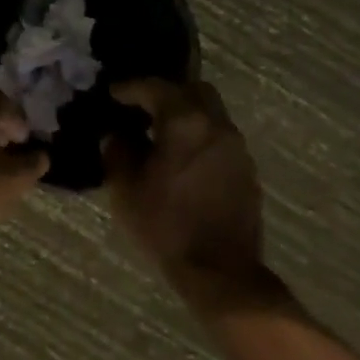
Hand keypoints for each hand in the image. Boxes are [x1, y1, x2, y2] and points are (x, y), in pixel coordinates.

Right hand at [105, 79, 272, 306]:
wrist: (221, 272)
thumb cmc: (166, 225)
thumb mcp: (126, 188)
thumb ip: (118, 151)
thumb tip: (118, 135)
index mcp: (184, 122)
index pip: (154, 88)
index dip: (130, 88)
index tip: (113, 94)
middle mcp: (215, 125)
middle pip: (193, 90)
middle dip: (166, 93)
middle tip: (144, 109)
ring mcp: (236, 147)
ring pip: (210, 113)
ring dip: (187, 115)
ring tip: (163, 135)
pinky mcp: (246, 170)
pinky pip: (219, 138)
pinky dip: (200, 137)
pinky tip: (184, 159)